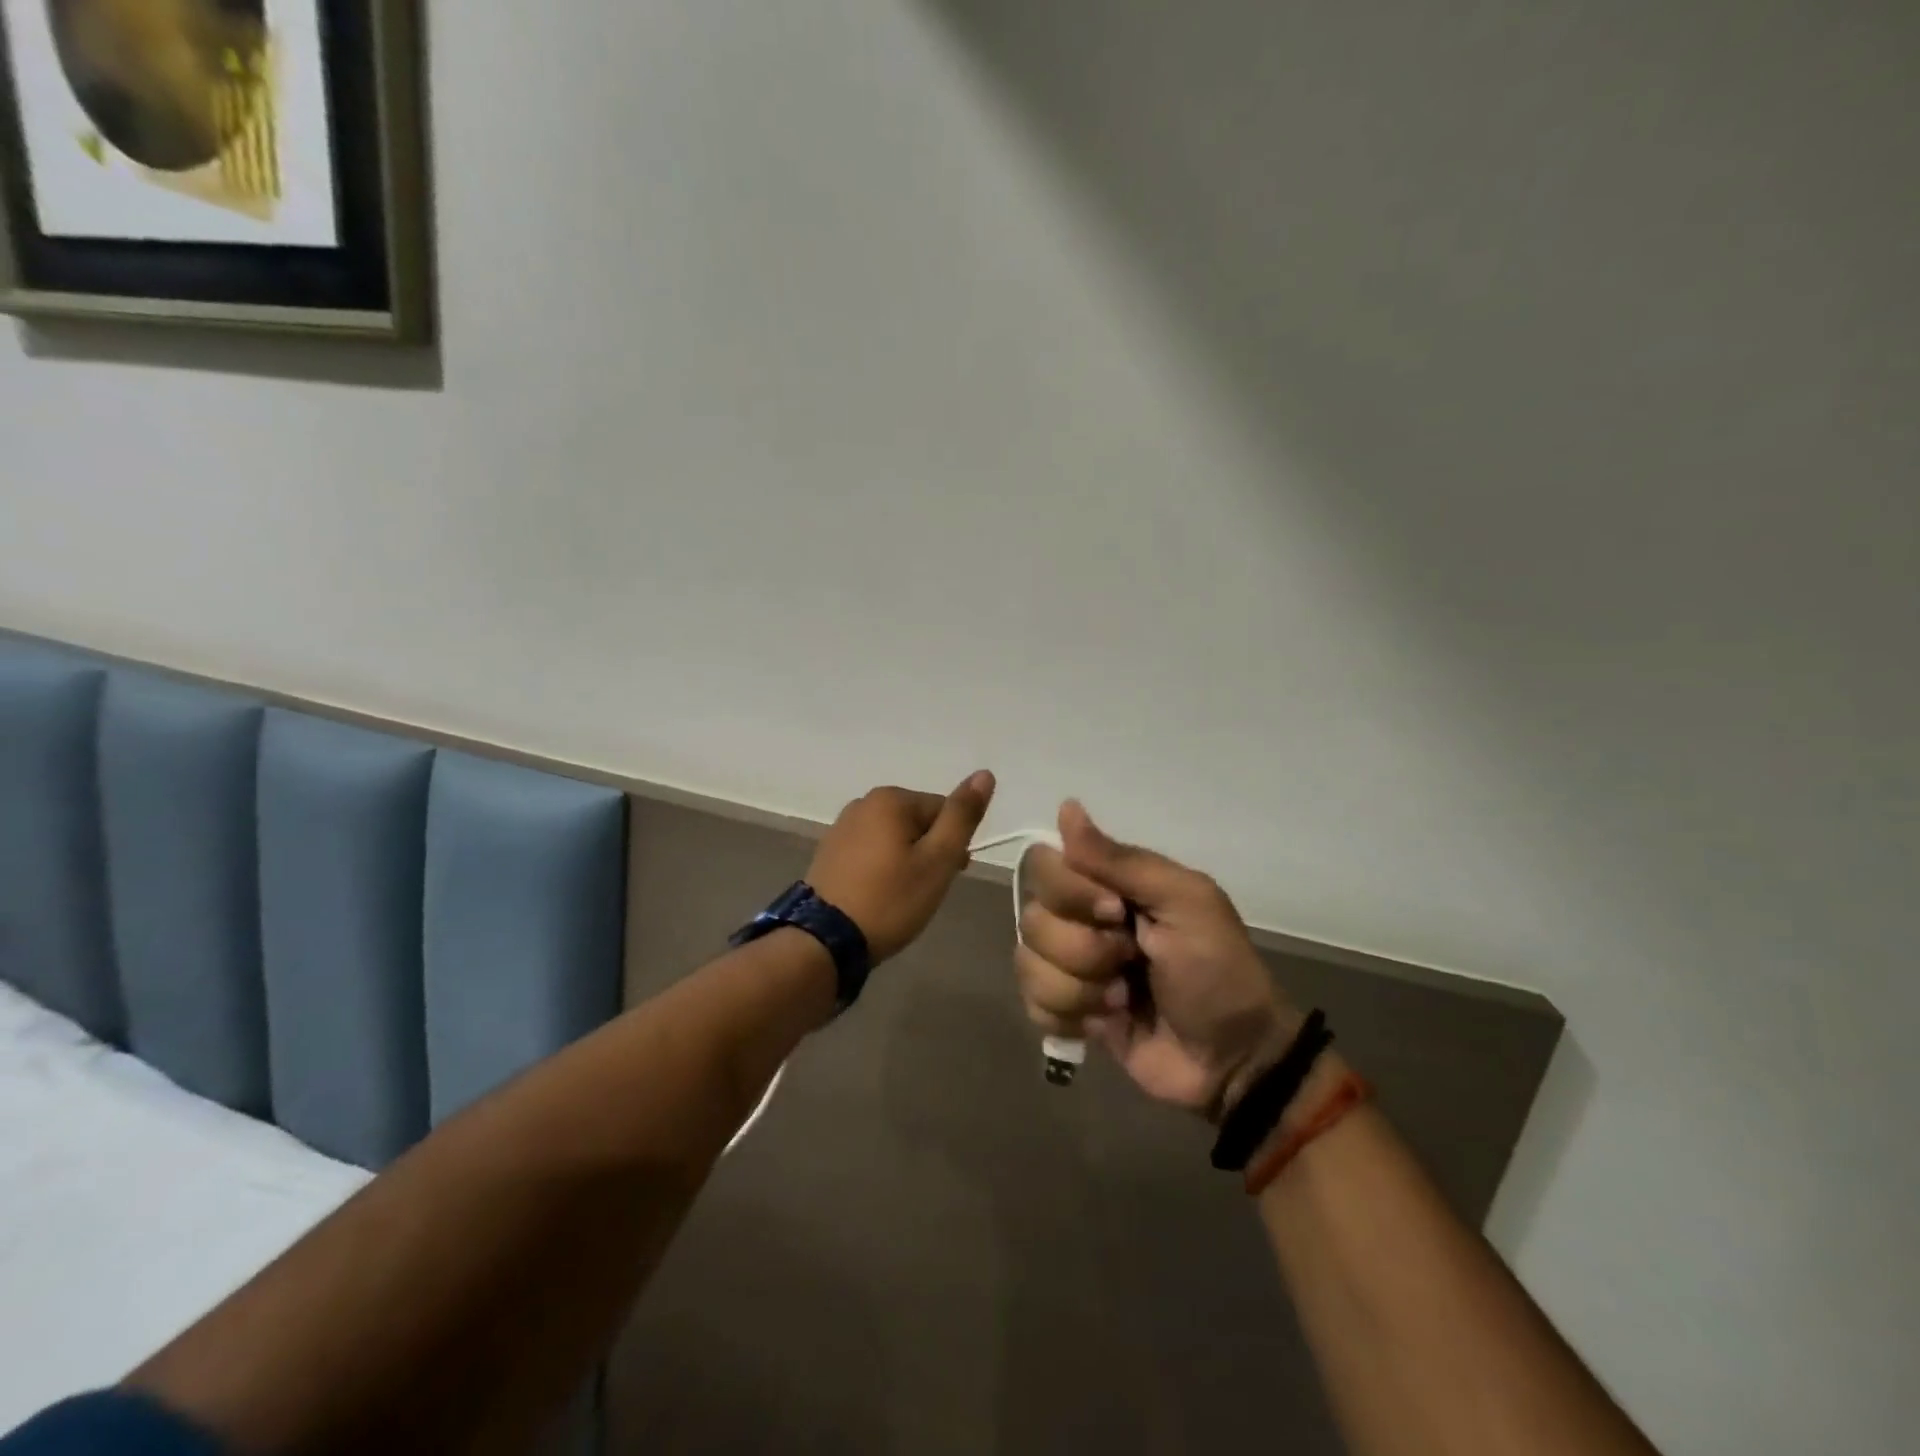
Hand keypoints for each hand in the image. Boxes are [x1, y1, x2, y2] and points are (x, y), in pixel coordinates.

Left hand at [807, 772, 996, 962]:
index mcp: (890, 799)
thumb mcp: (937, 860)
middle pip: (918, 822)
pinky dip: (882, 869)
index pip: (943, 811)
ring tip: (902, 897)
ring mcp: (842, 827)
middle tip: (926, 890)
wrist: (824, 940)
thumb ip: (962, 816)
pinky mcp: (829, 852)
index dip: (953, 845)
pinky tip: (879, 895)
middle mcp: (863, 803)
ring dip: (907, 861)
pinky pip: (871, 852)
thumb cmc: (890, 899)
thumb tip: (984, 774)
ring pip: (894, 838)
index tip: (949, 876)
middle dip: (929, 852)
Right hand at [1015, 801, 1295, 1116]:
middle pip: (1033, 917)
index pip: (1044, 863)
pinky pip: (1031, 1002)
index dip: (1071, 892)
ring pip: (1028, 962)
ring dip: (1080, 988)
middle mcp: (1080, 917)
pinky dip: (1067, 1016)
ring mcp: (1069, 965)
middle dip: (1083, 949)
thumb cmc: (1216, 970)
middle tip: (1131, 961)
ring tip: (1123, 1000)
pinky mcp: (1064, 1010)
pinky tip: (1103, 1022)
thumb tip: (1066, 807)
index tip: (1116, 911)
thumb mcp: (1185, 903)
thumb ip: (1122, 860)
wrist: (1232, 1060)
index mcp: (1107, 883)